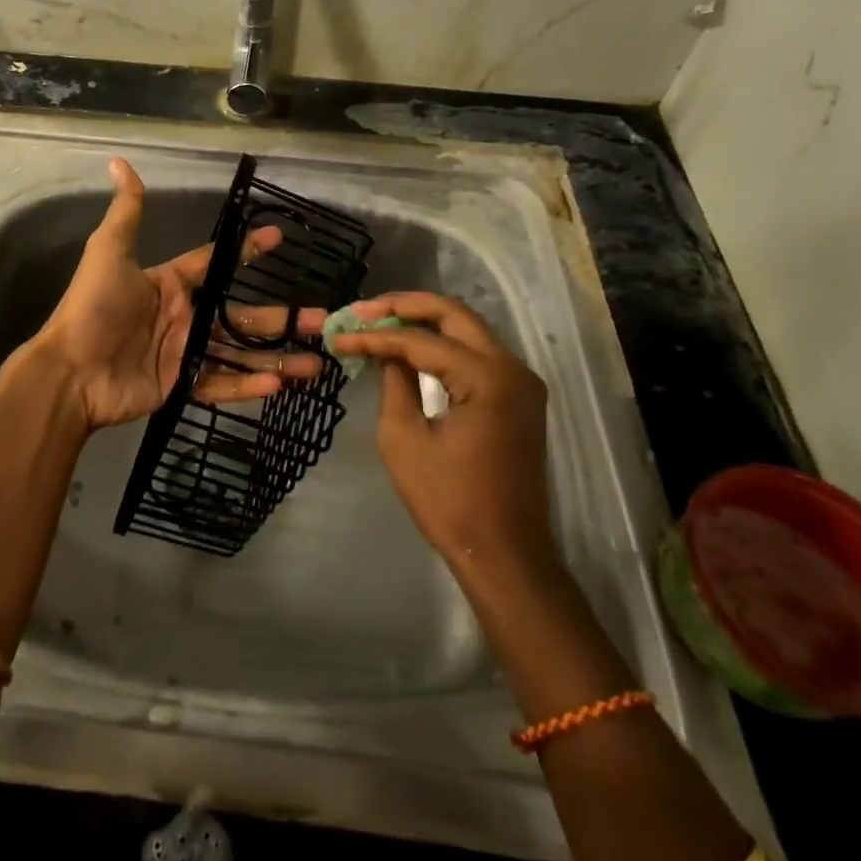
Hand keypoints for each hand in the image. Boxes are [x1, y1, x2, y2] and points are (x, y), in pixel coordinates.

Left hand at [31, 158, 322, 432]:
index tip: (280, 238)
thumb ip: (125, 212)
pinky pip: (220, 383)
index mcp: (170, 284)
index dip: (247, 251)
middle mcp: (183, 316)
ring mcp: (184, 352)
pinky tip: (279, 384)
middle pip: (241, 313)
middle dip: (280, 317)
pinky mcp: (181, 385)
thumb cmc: (93, 308)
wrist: (70, 371)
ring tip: (316, 360)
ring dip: (277, 356)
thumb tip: (118, 162)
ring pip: (239, 352)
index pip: (215, 263)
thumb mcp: (108, 253)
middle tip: (321, 317)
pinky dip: (248, 384)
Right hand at [324, 292, 555, 576]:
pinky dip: (442, 343)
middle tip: (362, 311)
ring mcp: (521, 382)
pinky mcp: (519, 397)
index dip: (376, 336)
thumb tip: (386, 350)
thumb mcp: (404, 439)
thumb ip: (395, 382)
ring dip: (423, 321)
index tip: (339, 336)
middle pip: (453, 314)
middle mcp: (512, 368)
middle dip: (404, 306)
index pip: (422, 341)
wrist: (505, 554)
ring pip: (467, 329)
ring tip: (379, 322)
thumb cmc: (448, 501)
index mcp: (487, 378)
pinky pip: (477, 353)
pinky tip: (411, 346)